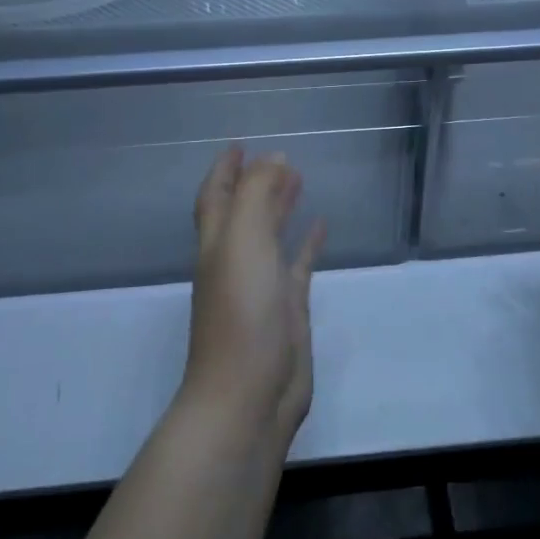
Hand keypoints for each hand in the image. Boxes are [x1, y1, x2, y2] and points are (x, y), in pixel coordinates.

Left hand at [179, 147, 325, 448]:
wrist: (249, 394)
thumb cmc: (240, 311)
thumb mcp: (243, 240)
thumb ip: (258, 194)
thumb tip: (274, 159)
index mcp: (217, 242)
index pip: (217, 196)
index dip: (225, 170)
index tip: (240, 145)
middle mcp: (236, 259)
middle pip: (244, 211)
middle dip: (256, 183)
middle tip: (279, 157)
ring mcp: (262, 285)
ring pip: (271, 234)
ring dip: (281, 206)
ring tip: (300, 179)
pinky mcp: (288, 307)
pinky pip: (298, 264)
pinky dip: (308, 242)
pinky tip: (322, 225)